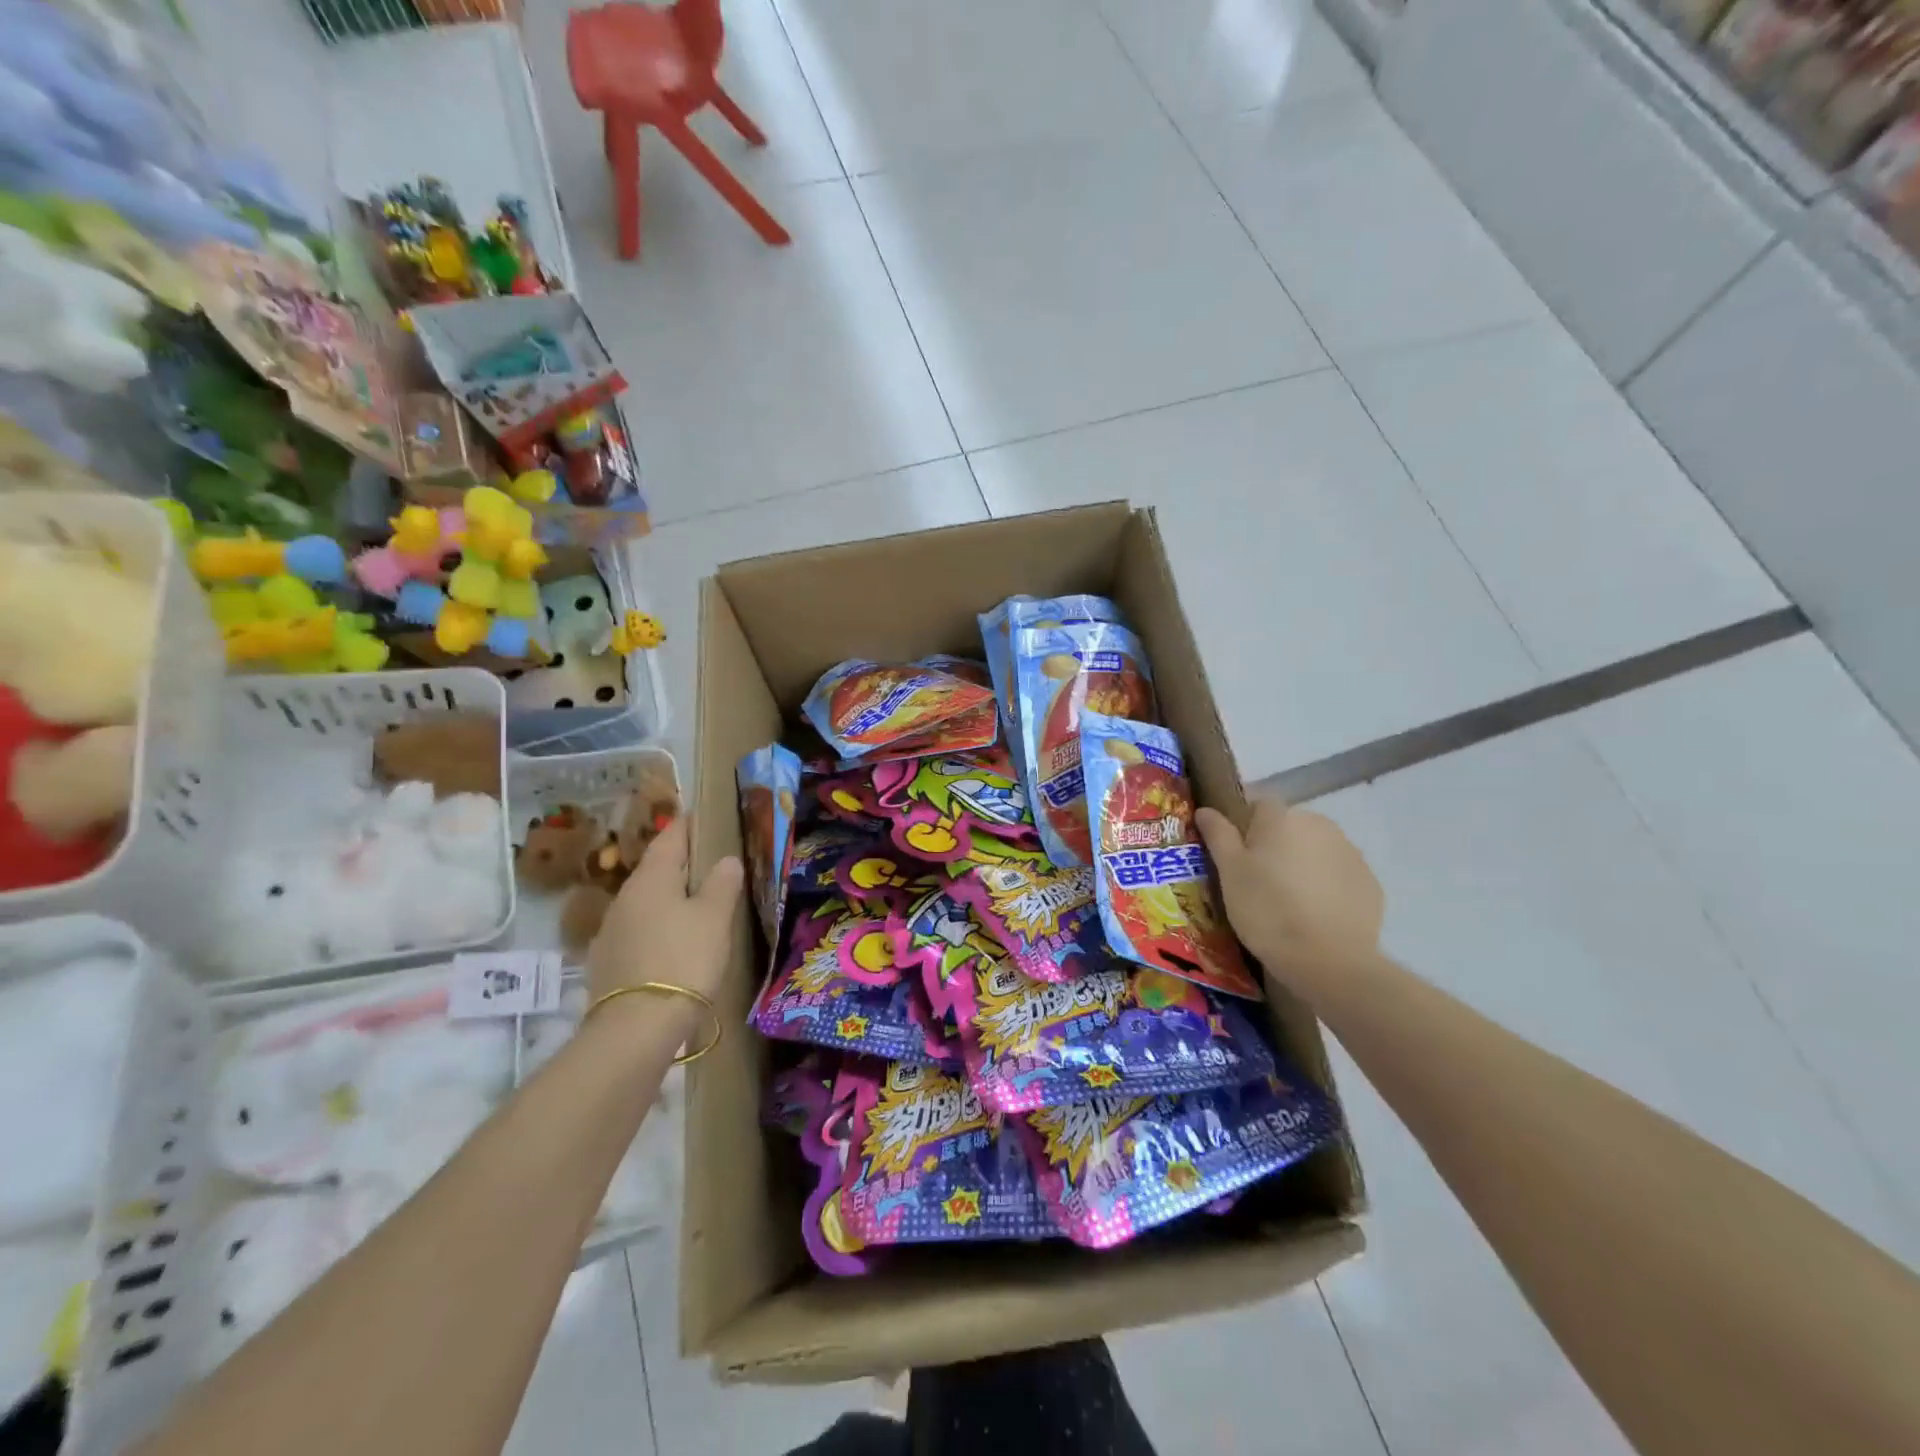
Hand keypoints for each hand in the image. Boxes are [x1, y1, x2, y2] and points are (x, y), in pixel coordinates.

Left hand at [586, 816, 742, 1007]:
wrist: (636, 1026)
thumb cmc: (683, 958)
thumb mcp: (714, 917)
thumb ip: (722, 883)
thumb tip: (725, 860)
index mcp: (651, 878)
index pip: (669, 838)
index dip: (687, 825)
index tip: (701, 817)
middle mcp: (625, 897)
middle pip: (654, 870)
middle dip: (679, 864)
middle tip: (707, 864)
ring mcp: (611, 931)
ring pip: (645, 902)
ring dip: (667, 898)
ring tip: (694, 905)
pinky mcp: (608, 962)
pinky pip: (638, 931)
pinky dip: (657, 927)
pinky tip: (672, 942)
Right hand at [1196, 798, 1383, 983]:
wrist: (1328, 961)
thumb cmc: (1267, 909)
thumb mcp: (1230, 872)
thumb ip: (1218, 835)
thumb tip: (1206, 810)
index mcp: (1282, 817)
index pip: (1257, 804)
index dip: (1243, 826)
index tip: (1234, 856)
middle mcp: (1320, 824)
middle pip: (1289, 826)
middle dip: (1274, 845)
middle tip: (1257, 882)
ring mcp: (1350, 853)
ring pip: (1315, 849)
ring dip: (1301, 864)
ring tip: (1287, 902)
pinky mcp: (1369, 883)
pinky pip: (1338, 874)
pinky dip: (1325, 886)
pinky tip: (1314, 914)